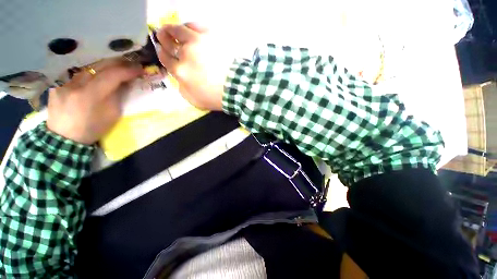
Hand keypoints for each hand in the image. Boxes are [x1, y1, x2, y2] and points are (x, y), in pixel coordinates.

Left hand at [46, 59, 142, 144]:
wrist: (63, 141)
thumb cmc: (87, 132)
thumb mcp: (108, 119)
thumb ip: (117, 97)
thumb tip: (125, 81)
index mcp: (89, 96)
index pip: (113, 74)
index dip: (128, 70)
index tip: (139, 69)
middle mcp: (76, 83)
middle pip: (102, 64)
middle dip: (118, 63)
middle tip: (128, 64)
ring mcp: (66, 82)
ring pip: (90, 65)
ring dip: (103, 66)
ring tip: (111, 69)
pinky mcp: (59, 82)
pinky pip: (78, 71)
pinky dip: (88, 72)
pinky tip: (92, 75)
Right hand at [156, 23, 233, 110]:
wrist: (237, 85)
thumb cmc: (213, 95)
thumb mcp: (189, 96)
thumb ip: (179, 83)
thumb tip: (177, 73)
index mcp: (179, 70)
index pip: (165, 57)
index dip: (160, 51)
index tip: (159, 46)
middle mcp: (186, 53)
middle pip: (170, 42)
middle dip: (162, 36)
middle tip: (159, 32)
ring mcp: (199, 42)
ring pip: (182, 30)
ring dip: (174, 28)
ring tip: (171, 27)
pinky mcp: (212, 36)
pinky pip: (198, 26)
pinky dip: (191, 25)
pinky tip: (188, 26)